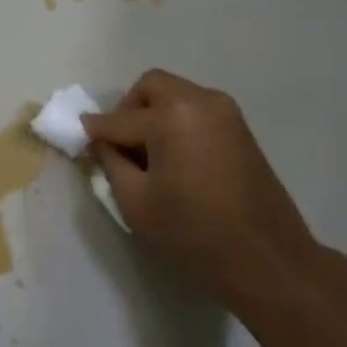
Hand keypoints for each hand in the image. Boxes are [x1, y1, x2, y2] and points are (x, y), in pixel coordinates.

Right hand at [83, 70, 320, 312]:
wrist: (268, 259)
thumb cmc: (194, 234)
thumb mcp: (137, 203)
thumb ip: (111, 163)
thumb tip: (101, 142)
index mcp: (172, 115)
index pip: (119, 118)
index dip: (94, 130)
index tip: (78, 138)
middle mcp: (200, 100)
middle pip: (151, 87)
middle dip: (128, 110)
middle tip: (120, 146)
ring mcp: (226, 112)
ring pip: (176, 96)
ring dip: (155, 115)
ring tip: (148, 157)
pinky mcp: (241, 128)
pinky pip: (197, 111)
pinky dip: (178, 123)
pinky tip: (175, 160)